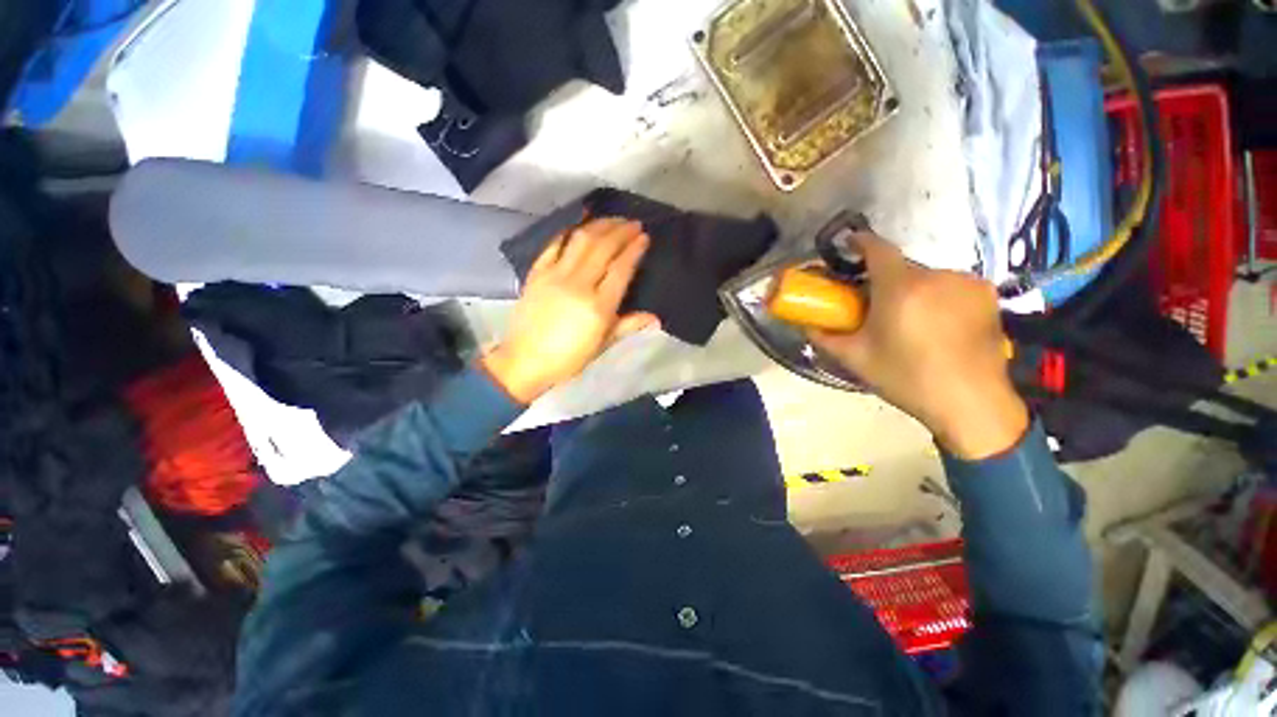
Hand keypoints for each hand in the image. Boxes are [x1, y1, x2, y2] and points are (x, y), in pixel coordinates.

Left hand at [482, 218, 658, 403]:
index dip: (634, 250)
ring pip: (581, 240)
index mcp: (598, 307)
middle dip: (621, 231)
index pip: (621, 269)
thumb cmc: (568, 358)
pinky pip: (554, 244)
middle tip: (633, 223)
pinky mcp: (536, 273)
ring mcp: (554, 275)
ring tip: (613, 219)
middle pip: (603, 248)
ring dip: (599, 225)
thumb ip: (628, 325)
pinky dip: (568, 230)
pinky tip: (579, 221)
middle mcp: (578, 285)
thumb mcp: (602, 345)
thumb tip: (656, 318)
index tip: (644, 236)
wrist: (525, 361)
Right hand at [809, 233, 1028, 459]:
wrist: (971, 404)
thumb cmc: (906, 379)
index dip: (859, 242)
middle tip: (872, 303)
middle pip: (900, 266)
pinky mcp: (987, 294)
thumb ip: (825, 337)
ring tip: (907, 319)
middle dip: (882, 278)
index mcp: (901, 288)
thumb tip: (807, 324)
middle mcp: (937, 276)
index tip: (847, 246)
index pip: (878, 248)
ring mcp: (966, 283)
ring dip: (910, 289)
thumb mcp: (856, 358)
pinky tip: (936, 323)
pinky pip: (950, 285)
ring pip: (926, 276)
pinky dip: (936, 295)